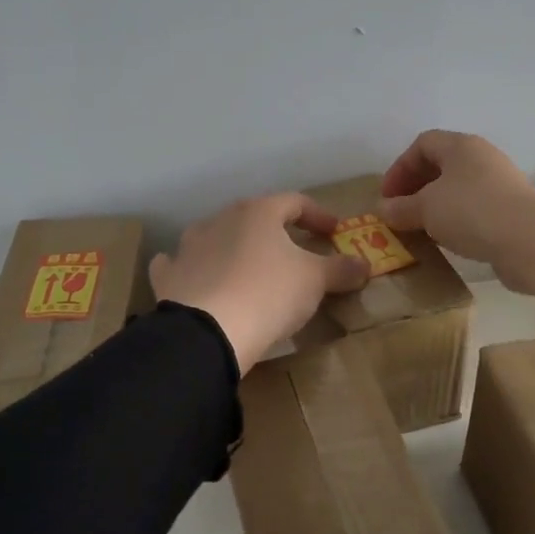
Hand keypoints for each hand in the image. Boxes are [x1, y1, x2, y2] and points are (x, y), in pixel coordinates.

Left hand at [152, 194, 369, 373]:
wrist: (208, 331)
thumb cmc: (269, 294)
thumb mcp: (315, 281)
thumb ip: (340, 269)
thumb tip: (365, 264)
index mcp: (258, 212)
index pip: (294, 202)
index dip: (318, 215)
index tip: (334, 231)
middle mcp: (220, 220)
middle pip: (253, 217)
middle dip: (275, 231)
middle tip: (293, 248)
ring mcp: (189, 246)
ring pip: (214, 236)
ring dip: (232, 246)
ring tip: (248, 265)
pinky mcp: (169, 276)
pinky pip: (180, 264)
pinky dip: (191, 268)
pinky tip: (196, 277)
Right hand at [381, 130, 534, 299]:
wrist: (529, 239)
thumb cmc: (470, 211)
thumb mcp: (425, 209)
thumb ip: (401, 208)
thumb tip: (383, 209)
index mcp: (460, 146)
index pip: (422, 144)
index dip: (400, 167)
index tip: (387, 197)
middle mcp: (481, 158)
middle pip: (441, 166)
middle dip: (415, 188)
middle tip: (400, 213)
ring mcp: (498, 184)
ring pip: (457, 190)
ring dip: (434, 207)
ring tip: (419, 229)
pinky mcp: (509, 211)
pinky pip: (473, 210)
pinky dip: (454, 221)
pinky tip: (446, 240)